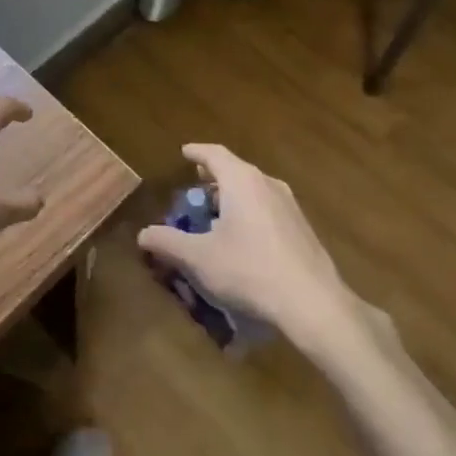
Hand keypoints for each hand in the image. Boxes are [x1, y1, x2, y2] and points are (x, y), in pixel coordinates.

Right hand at [138, 144, 365, 352]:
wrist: (312, 303)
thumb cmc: (249, 270)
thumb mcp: (199, 259)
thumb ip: (168, 243)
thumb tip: (143, 234)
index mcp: (242, 181)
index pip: (215, 154)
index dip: (196, 152)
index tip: (184, 152)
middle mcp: (268, 184)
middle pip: (235, 172)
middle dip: (212, 179)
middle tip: (194, 191)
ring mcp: (290, 206)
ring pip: (254, 191)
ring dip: (232, 199)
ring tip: (215, 218)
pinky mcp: (302, 229)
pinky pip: (268, 210)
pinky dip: (249, 215)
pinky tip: (242, 242)